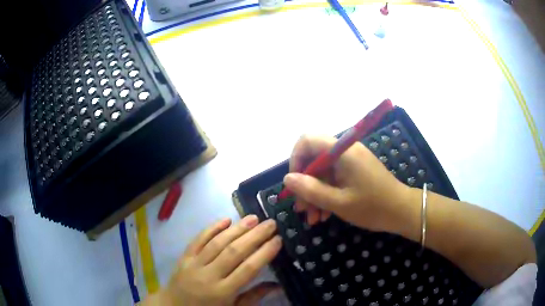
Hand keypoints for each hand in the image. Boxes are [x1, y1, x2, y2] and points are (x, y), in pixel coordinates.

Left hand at [147, 216, 281, 305]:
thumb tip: (277, 285)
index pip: (247, 269)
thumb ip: (253, 297)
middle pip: (233, 252)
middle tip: (270, 223)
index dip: (264, 253)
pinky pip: (198, 239)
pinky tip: (225, 219)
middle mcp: (209, 276)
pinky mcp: (184, 257)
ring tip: (253, 218)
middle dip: (254, 236)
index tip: (277, 240)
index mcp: (223, 292)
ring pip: (217, 243)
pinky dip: (212, 228)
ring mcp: (194, 264)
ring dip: (236, 229)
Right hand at [283, 135, 411, 233]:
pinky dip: (327, 194)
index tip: (294, 183)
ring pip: (323, 172)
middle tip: (302, 209)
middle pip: (314, 159)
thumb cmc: (373, 207)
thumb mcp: (339, 202)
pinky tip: (325, 214)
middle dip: (305, 184)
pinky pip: (334, 178)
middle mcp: (345, 150)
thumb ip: (311, 190)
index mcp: (342, 151)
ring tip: (313, 218)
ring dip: (315, 194)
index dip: (295, 159)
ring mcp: (351, 160)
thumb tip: (287, 179)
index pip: (307, 140)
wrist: (402, 211)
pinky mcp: (356, 170)